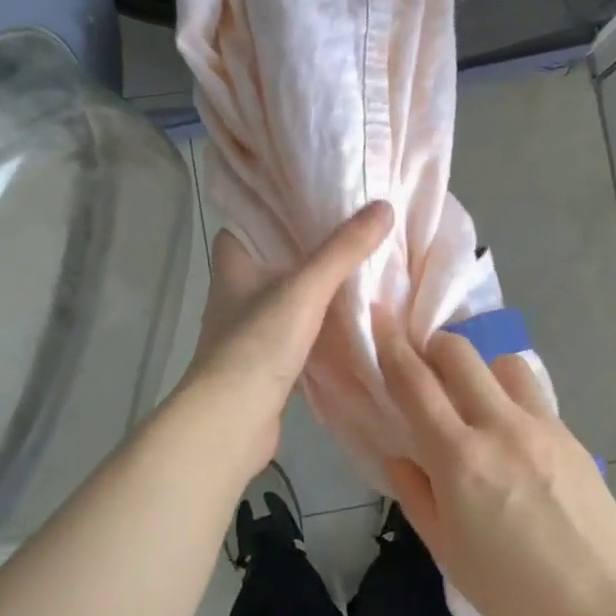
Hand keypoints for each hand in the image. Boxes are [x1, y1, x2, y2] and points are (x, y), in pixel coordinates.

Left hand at [184, 201, 393, 470]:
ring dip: (317, 286)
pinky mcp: (266, 360)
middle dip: (308, 245)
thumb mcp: (305, 289)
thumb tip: (383, 207)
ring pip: (288, 295)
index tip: (315, 194)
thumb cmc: (257, 344)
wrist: (231, 422)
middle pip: (274, 257)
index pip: (249, 220)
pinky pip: (298, 329)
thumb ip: (343, 251)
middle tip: (353, 227)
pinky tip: (352, 316)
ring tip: (361, 265)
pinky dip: (321, 322)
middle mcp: (236, 291)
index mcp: (233, 264)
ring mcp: (249, 328)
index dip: (276, 206)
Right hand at [375, 316, 615, 615]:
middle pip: (460, 352)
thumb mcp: (447, 551)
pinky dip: (510, 396)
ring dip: (479, 369)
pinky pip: (532, 394)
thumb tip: (399, 455)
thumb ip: (416, 494)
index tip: (378, 320)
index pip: (415, 383)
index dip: (391, 346)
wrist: (606, 609)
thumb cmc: (514, 593)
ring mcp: (541, 426)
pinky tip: (511, 435)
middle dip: (434, 345)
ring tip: (473, 400)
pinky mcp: (571, 434)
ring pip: (503, 362)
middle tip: (424, 366)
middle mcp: (499, 426)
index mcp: (459, 458)